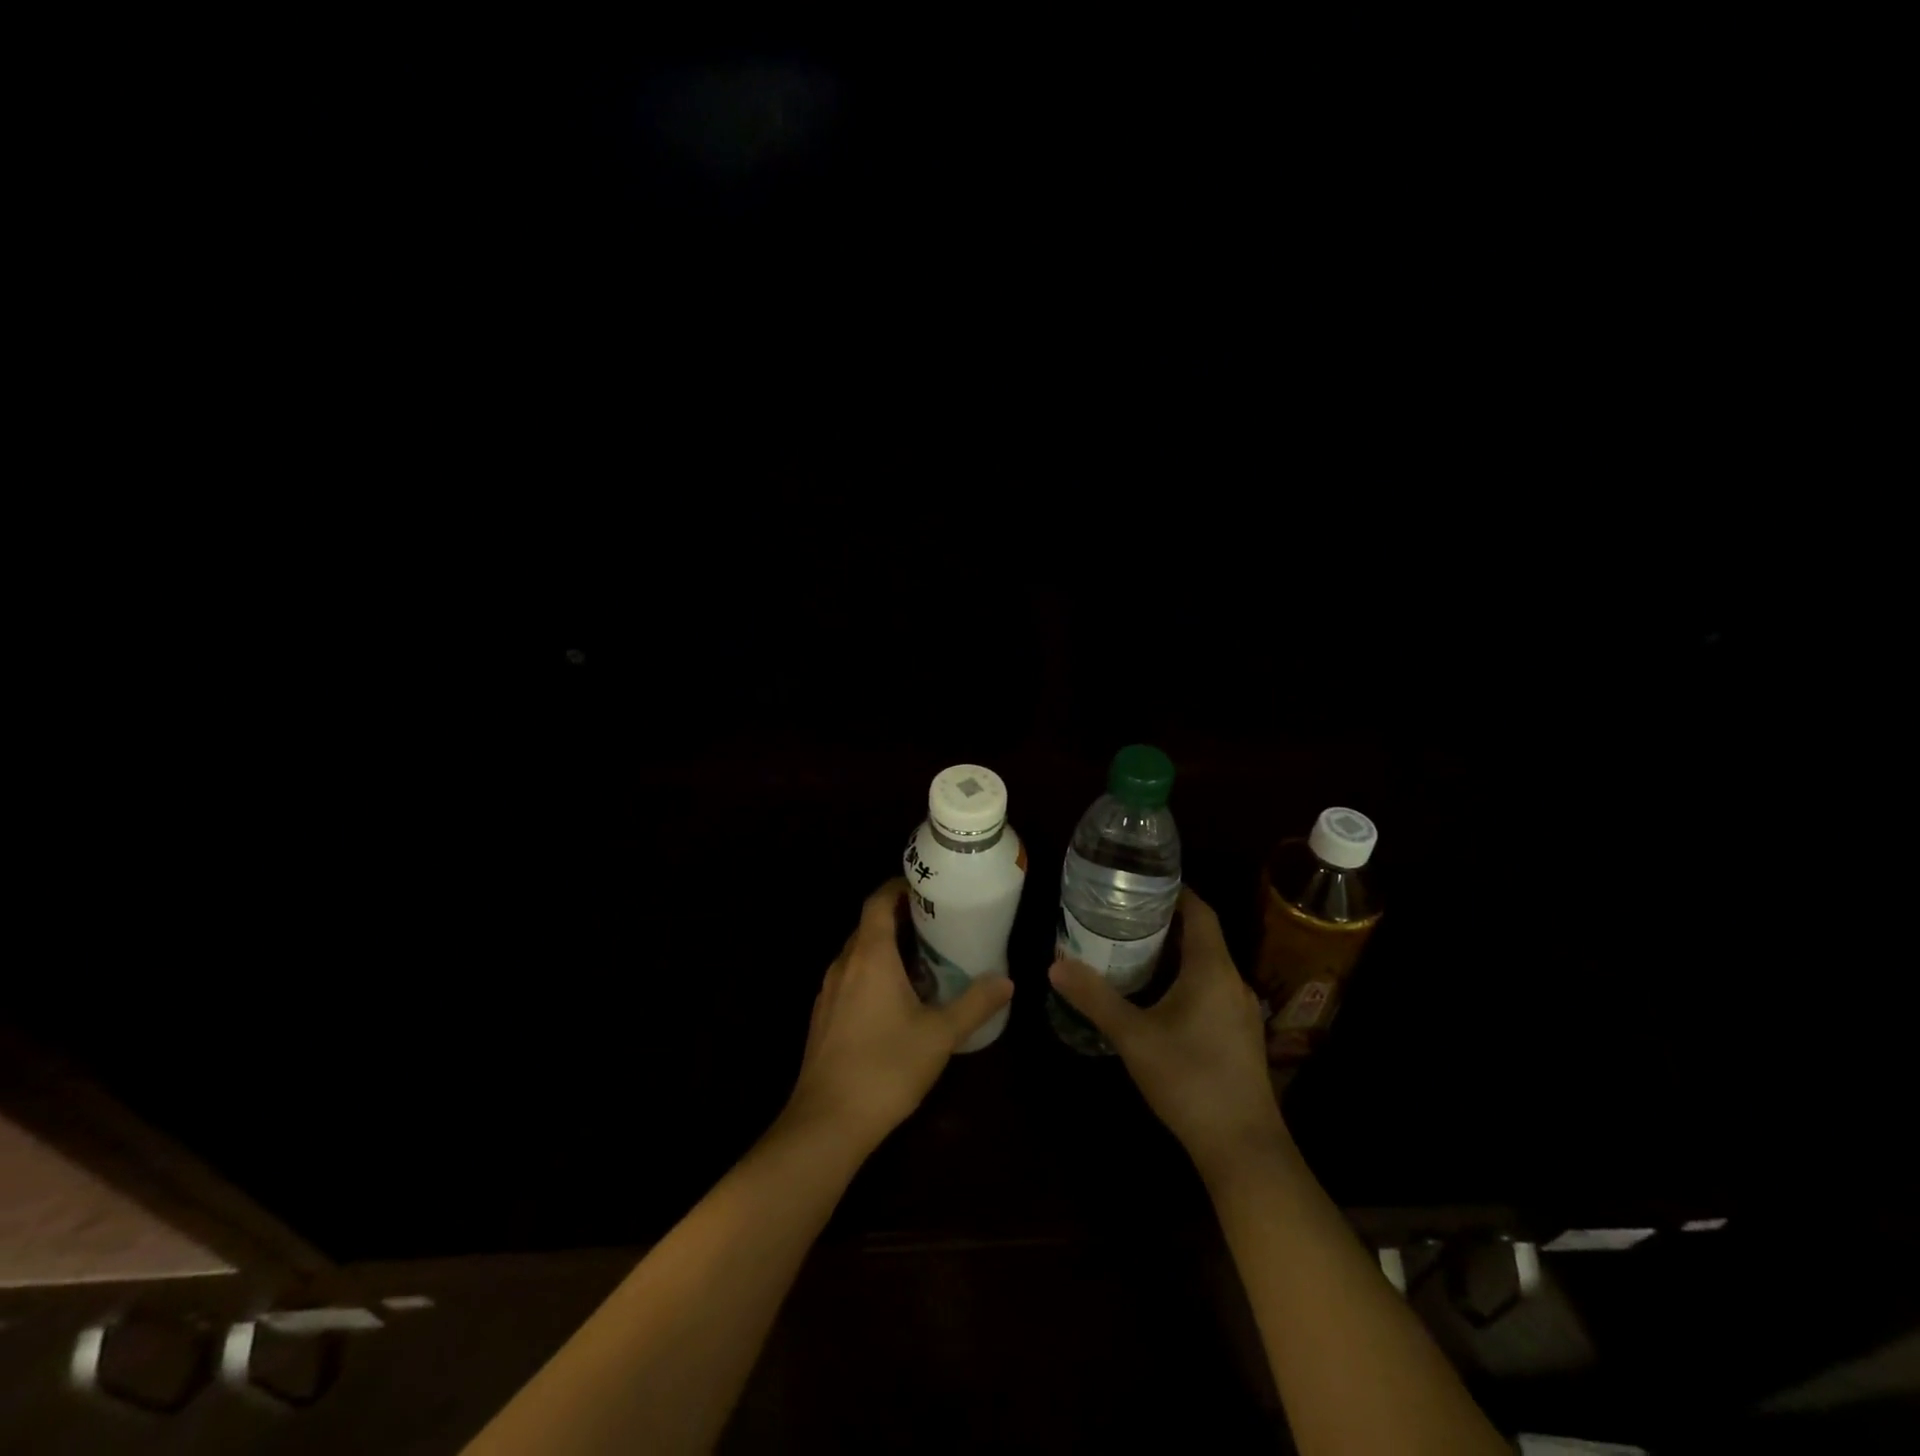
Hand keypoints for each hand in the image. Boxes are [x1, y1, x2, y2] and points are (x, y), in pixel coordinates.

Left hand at [787, 878, 1013, 1154]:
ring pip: (858, 953)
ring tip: (922, 957)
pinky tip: (895, 999)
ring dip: (885, 946)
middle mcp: (844, 964)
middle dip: (899, 917)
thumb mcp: (940, 1035)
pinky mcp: (823, 1017)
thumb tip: (1007, 981)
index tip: (927, 887)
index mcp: (870, 955)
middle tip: (936, 922)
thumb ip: (975, 1004)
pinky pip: (850, 977)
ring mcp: (828, 991)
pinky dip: (872, 972)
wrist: (826, 1122)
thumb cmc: (886, 1067)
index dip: (899, 887)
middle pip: (869, 925)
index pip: (878, 902)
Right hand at [1049, 887, 1286, 1179]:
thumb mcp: (1133, 1036)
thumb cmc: (1189, 1079)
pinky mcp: (1239, 1035)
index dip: (1175, 892)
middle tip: (1122, 916)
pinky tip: (1157, 997)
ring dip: (1174, 953)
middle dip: (1165, 922)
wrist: (1243, 1147)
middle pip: (1202, 936)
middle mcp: (1232, 981)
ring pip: (1207, 965)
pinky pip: (1211, 989)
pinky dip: (1185, 979)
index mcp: (1212, 969)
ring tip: (1133, 950)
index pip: (1200, 910)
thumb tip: (1055, 965)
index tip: (1140, 884)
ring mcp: (1239, 1011)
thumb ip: (1095, 998)